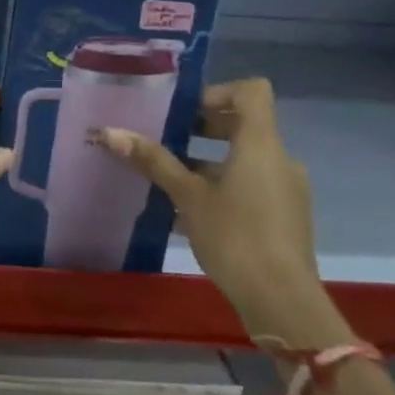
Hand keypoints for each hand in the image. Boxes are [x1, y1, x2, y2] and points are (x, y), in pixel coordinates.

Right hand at [101, 79, 343, 344]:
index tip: (182, 113)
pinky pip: (249, 187)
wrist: (283, 303)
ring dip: (206, 163)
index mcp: (261, 144)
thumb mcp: (188, 196)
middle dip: (202, 129)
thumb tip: (109, 132)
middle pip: (243, 124)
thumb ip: (153, 161)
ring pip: (243, 160)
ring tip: (166, 178)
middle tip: (164, 139)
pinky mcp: (283, 217)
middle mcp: (279, 159)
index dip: (216, 92)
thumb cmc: (236, 237)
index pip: (251, 91)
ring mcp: (285, 190)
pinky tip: (186, 213)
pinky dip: (220, 188)